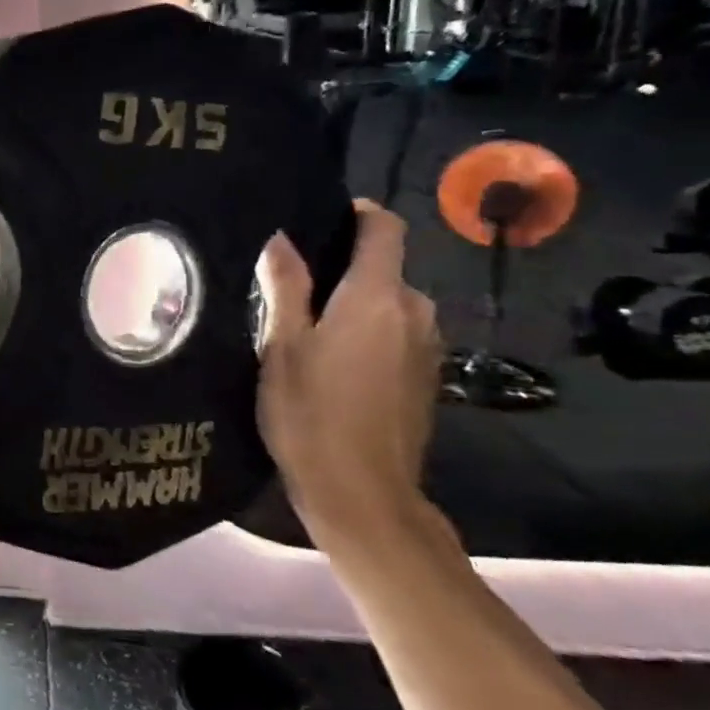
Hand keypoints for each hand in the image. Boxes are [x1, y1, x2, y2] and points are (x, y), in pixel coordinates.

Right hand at [254, 202, 440, 550]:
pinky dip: (370, 331)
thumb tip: (281, 239)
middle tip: (292, 284)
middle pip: (386, 267)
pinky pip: (398, 333)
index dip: (358, 214)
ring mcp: (428, 348)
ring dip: (356, 302)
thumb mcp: (283, 346)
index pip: (385, 229)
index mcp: (378, 297)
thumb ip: (286, 287)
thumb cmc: (311, 413)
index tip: (322, 220)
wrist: (363, 494)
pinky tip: (334, 359)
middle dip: (344, 266)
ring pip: (391, 302)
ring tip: (307, 323)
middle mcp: (415, 312)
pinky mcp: (428, 377)